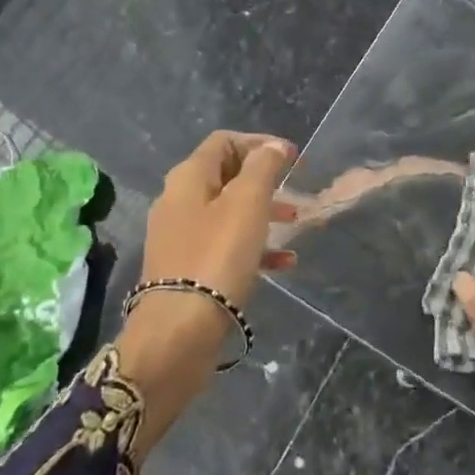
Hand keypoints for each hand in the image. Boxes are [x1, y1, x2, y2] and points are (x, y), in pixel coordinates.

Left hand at [118, 131, 297, 459]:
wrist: (178, 333)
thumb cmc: (216, 257)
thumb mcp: (247, 204)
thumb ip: (263, 168)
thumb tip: (273, 146)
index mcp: (188, 178)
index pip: (224, 142)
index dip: (259, 143)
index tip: (293, 157)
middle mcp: (178, 201)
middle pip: (226, 176)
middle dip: (264, 180)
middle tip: (296, 190)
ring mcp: (180, 238)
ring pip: (228, 213)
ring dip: (263, 213)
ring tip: (296, 223)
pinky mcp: (187, 270)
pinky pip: (224, 246)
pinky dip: (254, 247)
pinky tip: (283, 263)